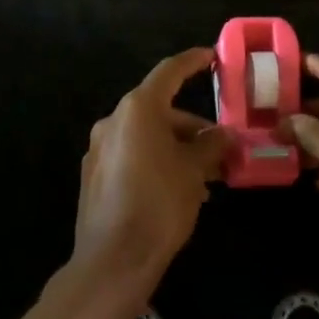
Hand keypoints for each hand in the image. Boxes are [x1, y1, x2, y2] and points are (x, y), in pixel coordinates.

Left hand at [73, 49, 230, 281]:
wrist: (112, 262)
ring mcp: (99, 148)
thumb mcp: (194, 170)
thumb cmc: (159, 204)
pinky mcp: (94, 176)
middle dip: (191, 126)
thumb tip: (224, 135)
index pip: (169, 71)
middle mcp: (114, 120)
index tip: (211, 56)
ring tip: (205, 177)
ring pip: (146, 135)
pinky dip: (156, 161)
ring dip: (176, 148)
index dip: (192, 62)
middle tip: (220, 147)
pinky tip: (177, 190)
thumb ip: (211, 145)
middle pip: (159, 109)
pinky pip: (132, 156)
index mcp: (138, 108)